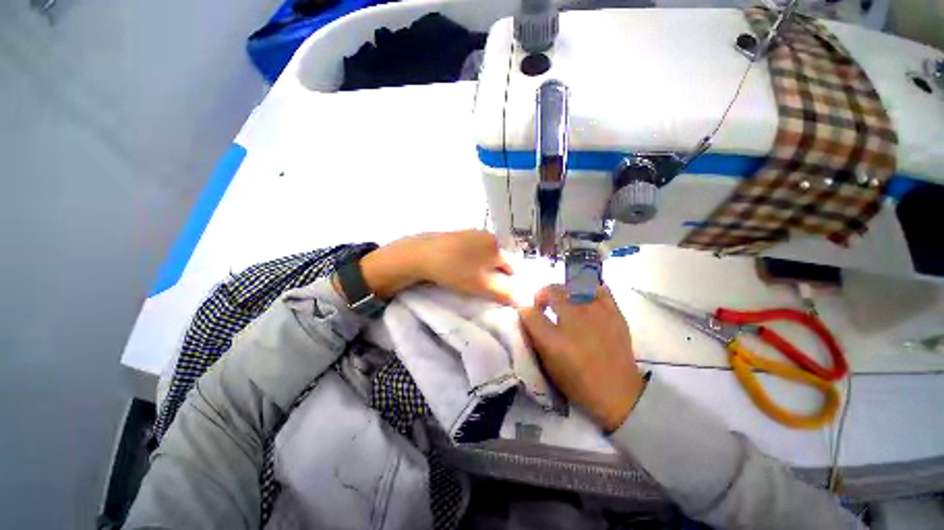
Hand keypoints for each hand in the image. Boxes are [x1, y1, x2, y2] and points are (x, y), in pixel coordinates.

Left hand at [359, 230, 514, 303]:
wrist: (421, 255)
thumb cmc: (455, 271)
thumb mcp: (482, 286)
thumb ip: (504, 293)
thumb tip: (521, 299)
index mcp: (495, 245)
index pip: (510, 267)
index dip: (507, 282)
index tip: (497, 291)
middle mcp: (486, 235)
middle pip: (497, 259)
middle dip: (494, 273)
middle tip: (483, 286)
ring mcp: (471, 232)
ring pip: (484, 254)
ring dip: (481, 267)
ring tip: (469, 278)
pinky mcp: (457, 234)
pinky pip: (471, 249)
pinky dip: (470, 260)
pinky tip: (458, 267)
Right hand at [518, 285, 644, 431]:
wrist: (617, 392)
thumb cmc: (577, 379)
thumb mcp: (548, 361)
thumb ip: (534, 334)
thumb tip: (526, 312)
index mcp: (555, 337)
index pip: (530, 311)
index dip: (524, 309)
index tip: (527, 312)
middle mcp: (574, 319)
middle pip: (552, 291)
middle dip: (543, 295)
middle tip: (544, 306)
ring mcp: (597, 312)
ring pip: (574, 285)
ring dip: (564, 290)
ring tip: (565, 300)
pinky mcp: (614, 312)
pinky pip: (600, 289)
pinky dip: (589, 288)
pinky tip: (586, 297)